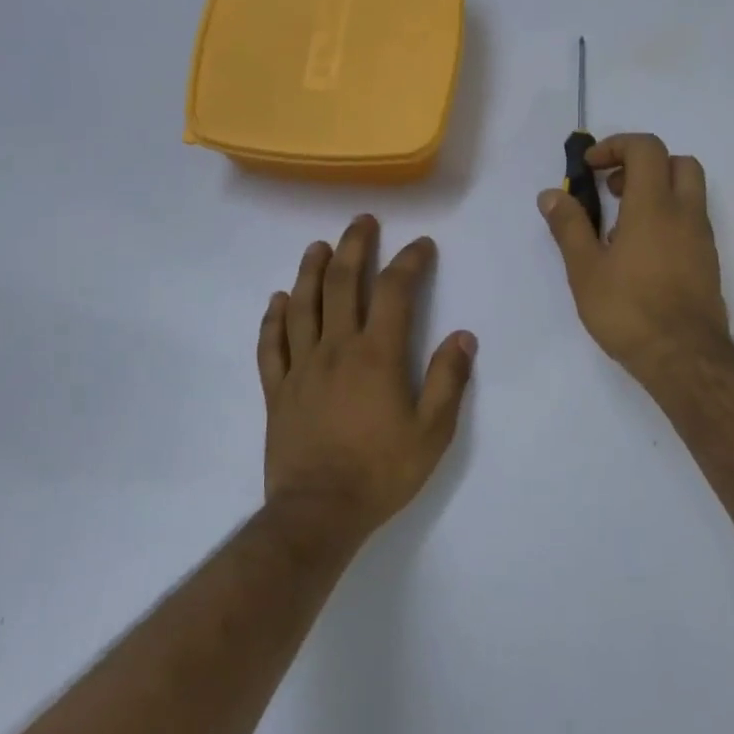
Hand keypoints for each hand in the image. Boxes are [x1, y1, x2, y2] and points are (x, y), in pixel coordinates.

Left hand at [258, 215, 475, 544]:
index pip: (394, 292)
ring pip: (301, 305)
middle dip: (355, 247)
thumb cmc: (381, 472)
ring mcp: (301, 367)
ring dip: (310, 270)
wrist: (319, 512)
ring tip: (318, 246)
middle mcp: (336, 348)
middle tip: (362, 221)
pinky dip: (273, 318)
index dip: (409, 262)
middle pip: (342, 284)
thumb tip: (463, 336)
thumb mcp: (432, 432)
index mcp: (376, 355)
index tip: (422, 245)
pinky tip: (277, 300)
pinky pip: (271, 344)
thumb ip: (448, 380)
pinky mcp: (277, 389)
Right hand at [538, 133, 730, 380]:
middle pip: (676, 162)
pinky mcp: (707, 261)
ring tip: (620, 225)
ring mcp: (702, 237)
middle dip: (642, 164)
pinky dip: (667, 217)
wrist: (683, 356)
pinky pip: (690, 220)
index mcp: (654, 206)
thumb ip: (569, 226)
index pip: (646, 148)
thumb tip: (551, 194)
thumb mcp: (585, 269)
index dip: (615, 146)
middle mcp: (685, 213)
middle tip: (612, 188)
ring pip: (687, 192)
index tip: (590, 168)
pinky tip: (639, 253)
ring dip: (656, 191)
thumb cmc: (628, 310)